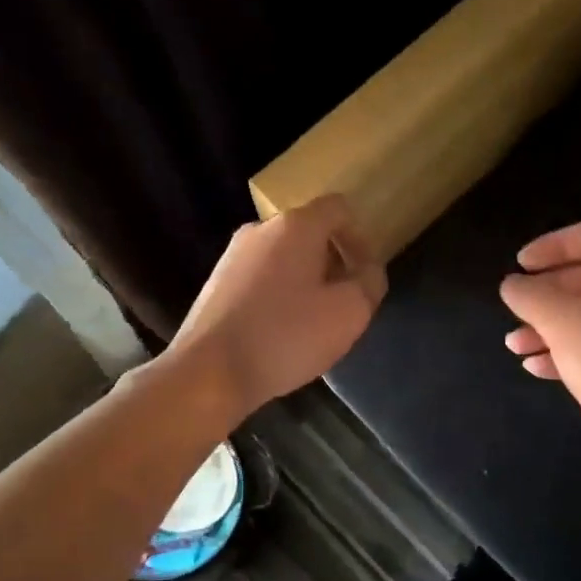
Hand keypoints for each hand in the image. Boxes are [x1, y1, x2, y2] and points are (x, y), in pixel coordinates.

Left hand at [167, 194, 386, 422]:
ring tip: (313, 324)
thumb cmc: (287, 336)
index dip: (361, 239)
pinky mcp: (216, 285)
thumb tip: (368, 271)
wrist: (210, 372)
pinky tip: (281, 334)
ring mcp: (232, 256)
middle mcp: (260, 230)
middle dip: (334, 264)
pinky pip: (261, 280)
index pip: (339, 209)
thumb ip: (369, 283)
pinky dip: (279, 298)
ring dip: (307, 283)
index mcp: (296, 226)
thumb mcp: (349, 313)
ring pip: (284, 259)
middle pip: (310, 234)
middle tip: (345, 305)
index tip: (365, 277)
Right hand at [499, 217, 580, 477]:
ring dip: (552, 326)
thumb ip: (533, 298)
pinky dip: (572, 351)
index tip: (520, 265)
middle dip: (548, 292)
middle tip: (517, 308)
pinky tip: (539, 369)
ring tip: (515, 347)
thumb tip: (512, 284)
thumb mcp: (567, 327)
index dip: (553, 243)